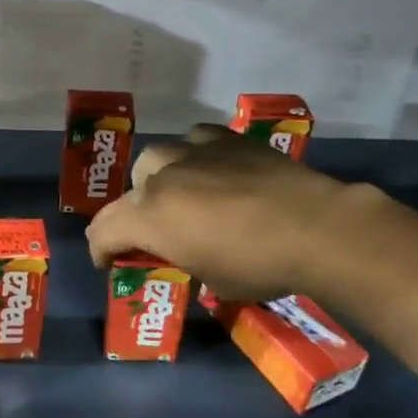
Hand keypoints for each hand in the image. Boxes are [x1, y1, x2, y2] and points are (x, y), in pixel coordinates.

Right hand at [86, 124, 353, 299]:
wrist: (316, 227)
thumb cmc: (259, 265)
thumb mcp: (210, 279)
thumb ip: (181, 259)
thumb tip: (185, 254)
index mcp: (149, 217)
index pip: (103, 230)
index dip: (101, 250)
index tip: (110, 264)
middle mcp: (161, 177)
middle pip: (130, 191)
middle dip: (134, 213)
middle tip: (156, 232)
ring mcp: (193, 152)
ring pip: (157, 158)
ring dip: (160, 179)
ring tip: (182, 194)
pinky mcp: (226, 139)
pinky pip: (195, 141)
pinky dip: (195, 156)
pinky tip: (212, 169)